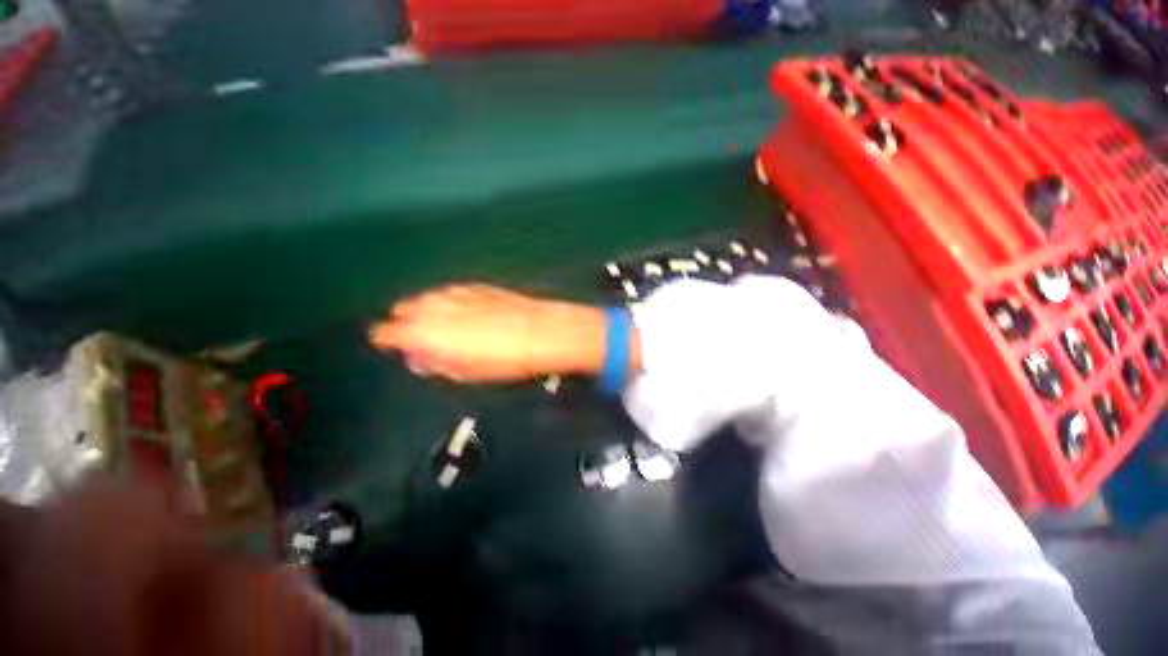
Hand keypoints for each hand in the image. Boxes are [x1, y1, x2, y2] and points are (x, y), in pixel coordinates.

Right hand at [368, 284, 608, 382]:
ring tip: (451, 328)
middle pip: (404, 310)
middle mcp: (432, 306)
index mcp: (422, 331)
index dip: (388, 341)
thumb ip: (434, 364)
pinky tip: (468, 314)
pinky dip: (453, 303)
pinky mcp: (474, 286)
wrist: (534, 332)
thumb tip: (421, 360)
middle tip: (425, 339)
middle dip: (409, 323)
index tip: (394, 346)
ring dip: (432, 312)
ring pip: (428, 299)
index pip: (385, 333)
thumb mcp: (461, 372)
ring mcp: (453, 292)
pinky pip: (452, 294)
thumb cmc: (499, 360)